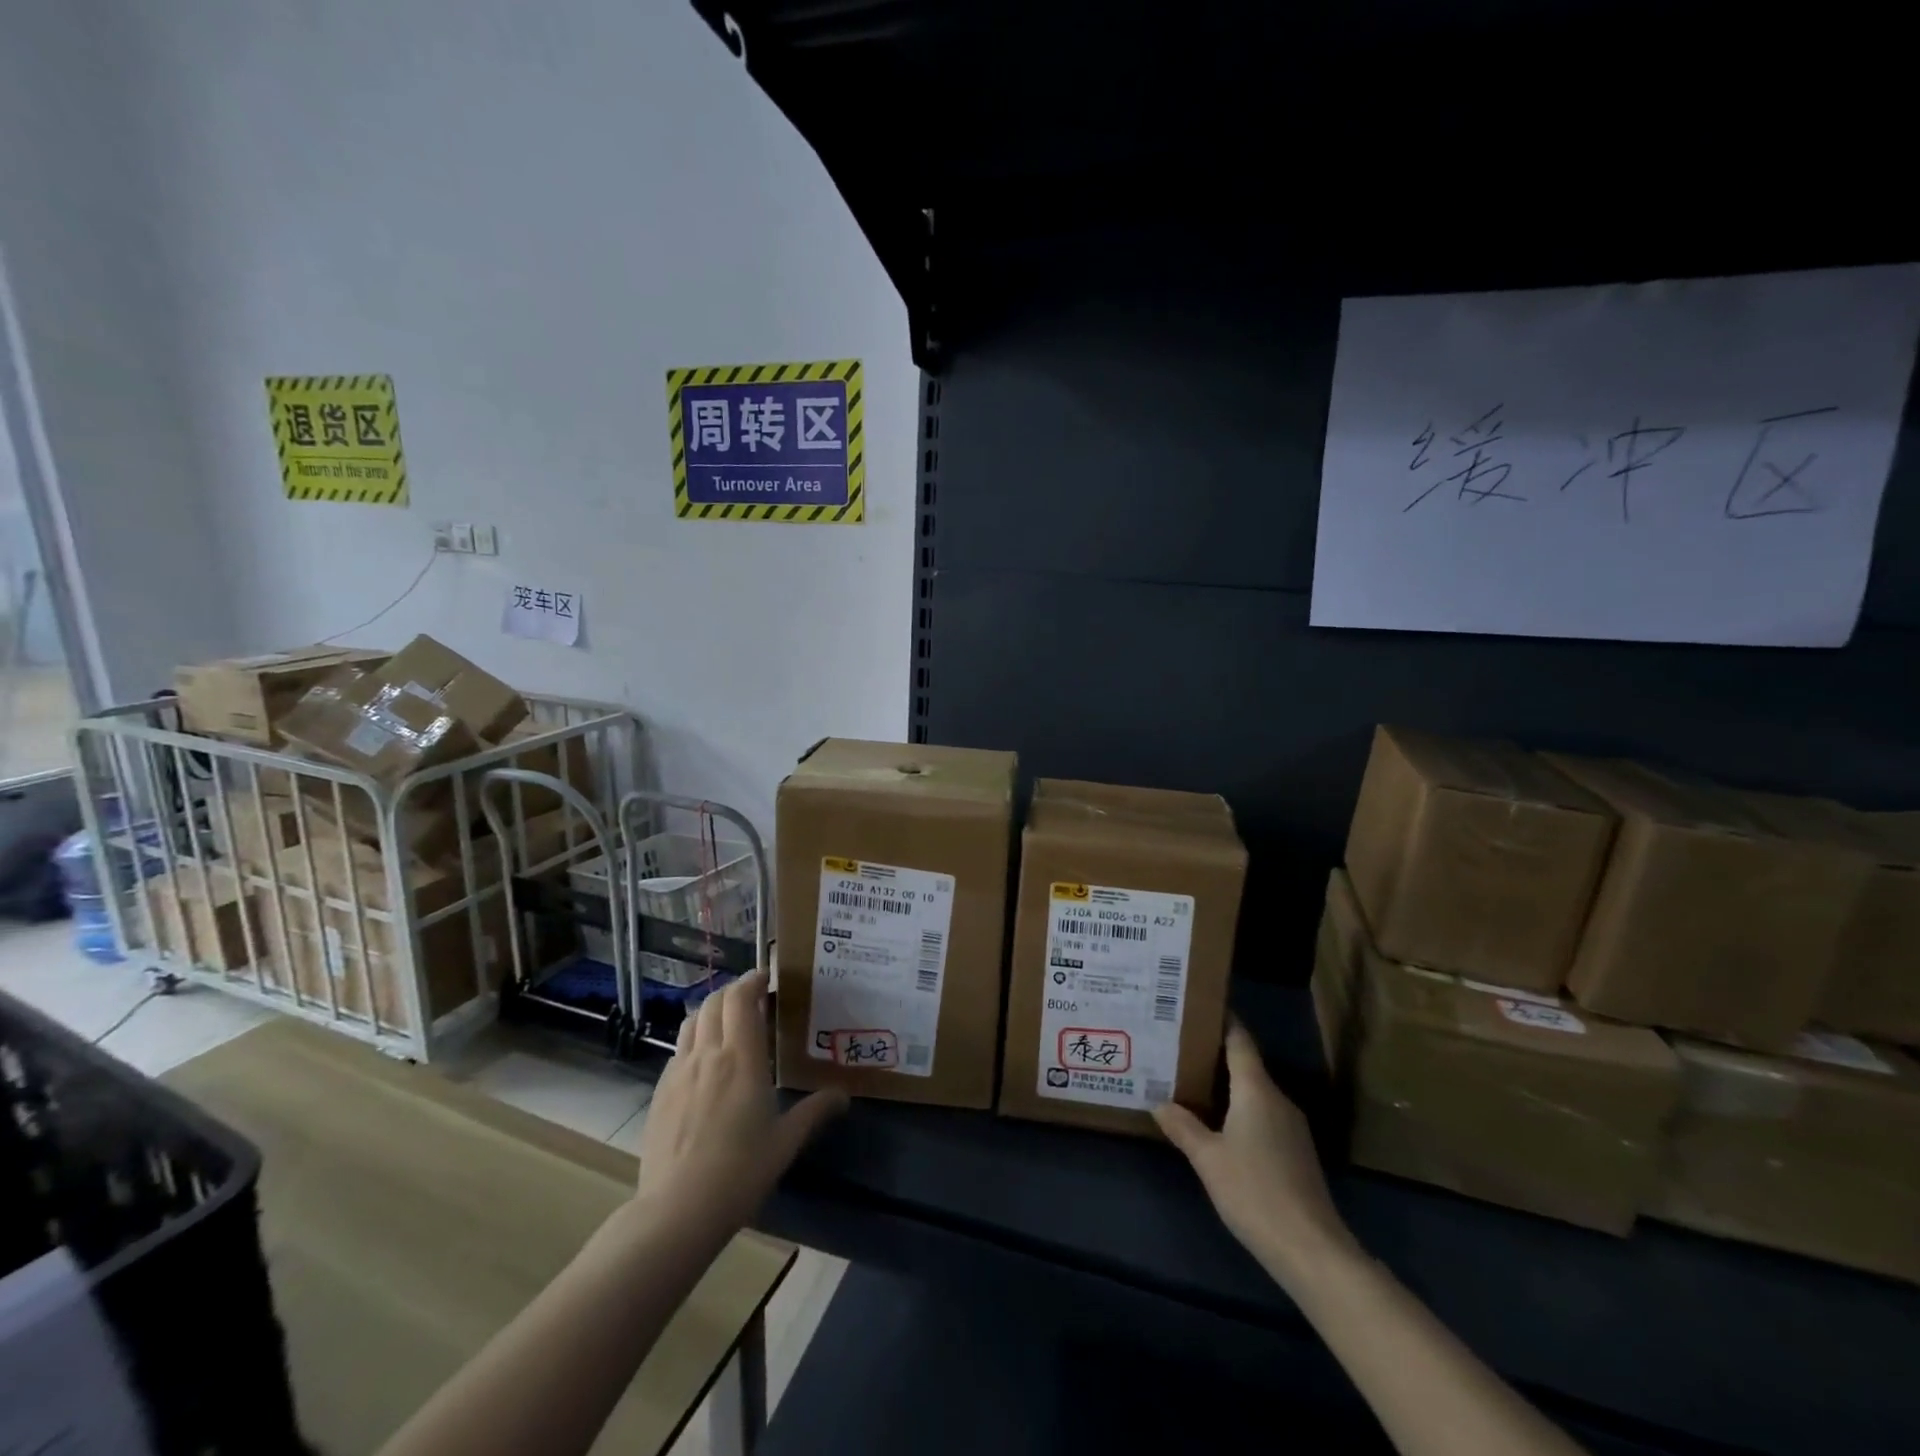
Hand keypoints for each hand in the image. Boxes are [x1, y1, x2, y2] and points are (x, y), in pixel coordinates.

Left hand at [634, 969, 846, 1230]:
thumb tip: (843, 1095)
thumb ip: (815, 1111)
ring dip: (710, 1010)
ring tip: (727, 1021)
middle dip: (733, 991)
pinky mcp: (660, 1092)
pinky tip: (704, 1061)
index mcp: (741, 1058)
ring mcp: (678, 1072)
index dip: (752, 980)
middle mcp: (708, 1054)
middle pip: (714, 1002)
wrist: (676, 1211)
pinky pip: (678, 1049)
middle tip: (753, 998)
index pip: (741, 999)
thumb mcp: (786, 1142)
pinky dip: (694, 1038)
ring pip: (691, 1021)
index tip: (767, 978)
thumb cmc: (740, 1172)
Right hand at [1153, 1019, 1356, 1284]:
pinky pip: (1262, 1115)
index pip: (1239, 1040)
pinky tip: (1217, 1125)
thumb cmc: (1254, 1192)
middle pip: (1245, 1064)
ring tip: (1189, 1082)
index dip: (1221, 1020)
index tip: (1196, 1006)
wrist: (1311, 1250)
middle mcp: (1277, 1099)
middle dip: (1213, 1054)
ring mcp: (1291, 1127)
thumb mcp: (1207, 1158)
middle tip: (1178, 1047)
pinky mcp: (1295, 1152)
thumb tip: (1158, 1101)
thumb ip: (1182, 1126)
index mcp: (1256, 1089)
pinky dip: (1238, 1110)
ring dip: (1225, 1085)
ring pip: (1253, 1092)